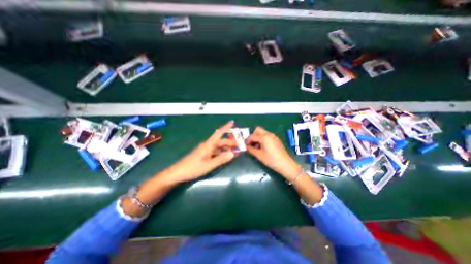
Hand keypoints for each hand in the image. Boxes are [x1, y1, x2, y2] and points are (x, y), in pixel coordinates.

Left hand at [165, 121, 239, 183]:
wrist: (178, 172)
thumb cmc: (193, 168)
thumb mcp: (209, 165)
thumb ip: (221, 159)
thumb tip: (233, 153)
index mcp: (208, 145)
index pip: (219, 133)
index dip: (226, 127)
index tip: (232, 122)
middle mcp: (207, 145)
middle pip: (220, 141)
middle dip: (230, 141)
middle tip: (240, 144)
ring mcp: (205, 150)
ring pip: (218, 146)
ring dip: (226, 147)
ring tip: (235, 150)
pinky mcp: (203, 154)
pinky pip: (215, 151)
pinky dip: (221, 152)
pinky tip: (225, 156)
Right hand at [247, 125, 300, 178]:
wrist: (285, 164)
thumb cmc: (271, 160)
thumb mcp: (259, 155)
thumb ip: (251, 149)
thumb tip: (246, 146)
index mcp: (264, 137)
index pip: (253, 136)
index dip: (247, 140)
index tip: (245, 145)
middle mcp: (269, 134)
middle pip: (258, 130)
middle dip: (253, 135)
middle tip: (251, 144)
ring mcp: (273, 136)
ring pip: (263, 132)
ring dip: (258, 137)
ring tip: (257, 147)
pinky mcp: (276, 139)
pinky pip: (267, 135)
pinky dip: (263, 138)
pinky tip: (263, 147)